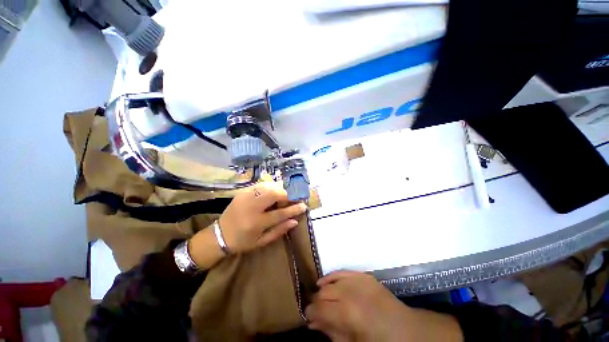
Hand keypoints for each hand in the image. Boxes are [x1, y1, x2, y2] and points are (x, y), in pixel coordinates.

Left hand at [219, 181, 306, 252]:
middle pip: (274, 194)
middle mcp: (251, 207)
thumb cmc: (243, 241)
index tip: (304, 205)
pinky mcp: (242, 192)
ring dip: (278, 190)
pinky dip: (269, 187)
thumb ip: (279, 231)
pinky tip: (271, 193)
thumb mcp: (262, 241)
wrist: (219, 235)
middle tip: (290, 200)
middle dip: (287, 195)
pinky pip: (260, 185)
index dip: (294, 209)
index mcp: (256, 223)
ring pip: (268, 187)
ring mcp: (245, 197)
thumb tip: (294, 221)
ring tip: (281, 197)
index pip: (280, 213)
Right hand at [305, 271, 462, 341]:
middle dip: (316, 302)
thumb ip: (330, 333)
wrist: (407, 330)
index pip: (318, 308)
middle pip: (323, 293)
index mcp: (347, 312)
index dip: (310, 313)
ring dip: (323, 290)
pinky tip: (325, 282)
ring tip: (321, 299)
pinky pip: (342, 272)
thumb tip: (311, 324)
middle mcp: (350, 291)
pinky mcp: (364, 275)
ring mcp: (358, 280)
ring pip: (330, 281)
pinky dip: (332, 277)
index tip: (307, 317)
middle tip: (315, 311)